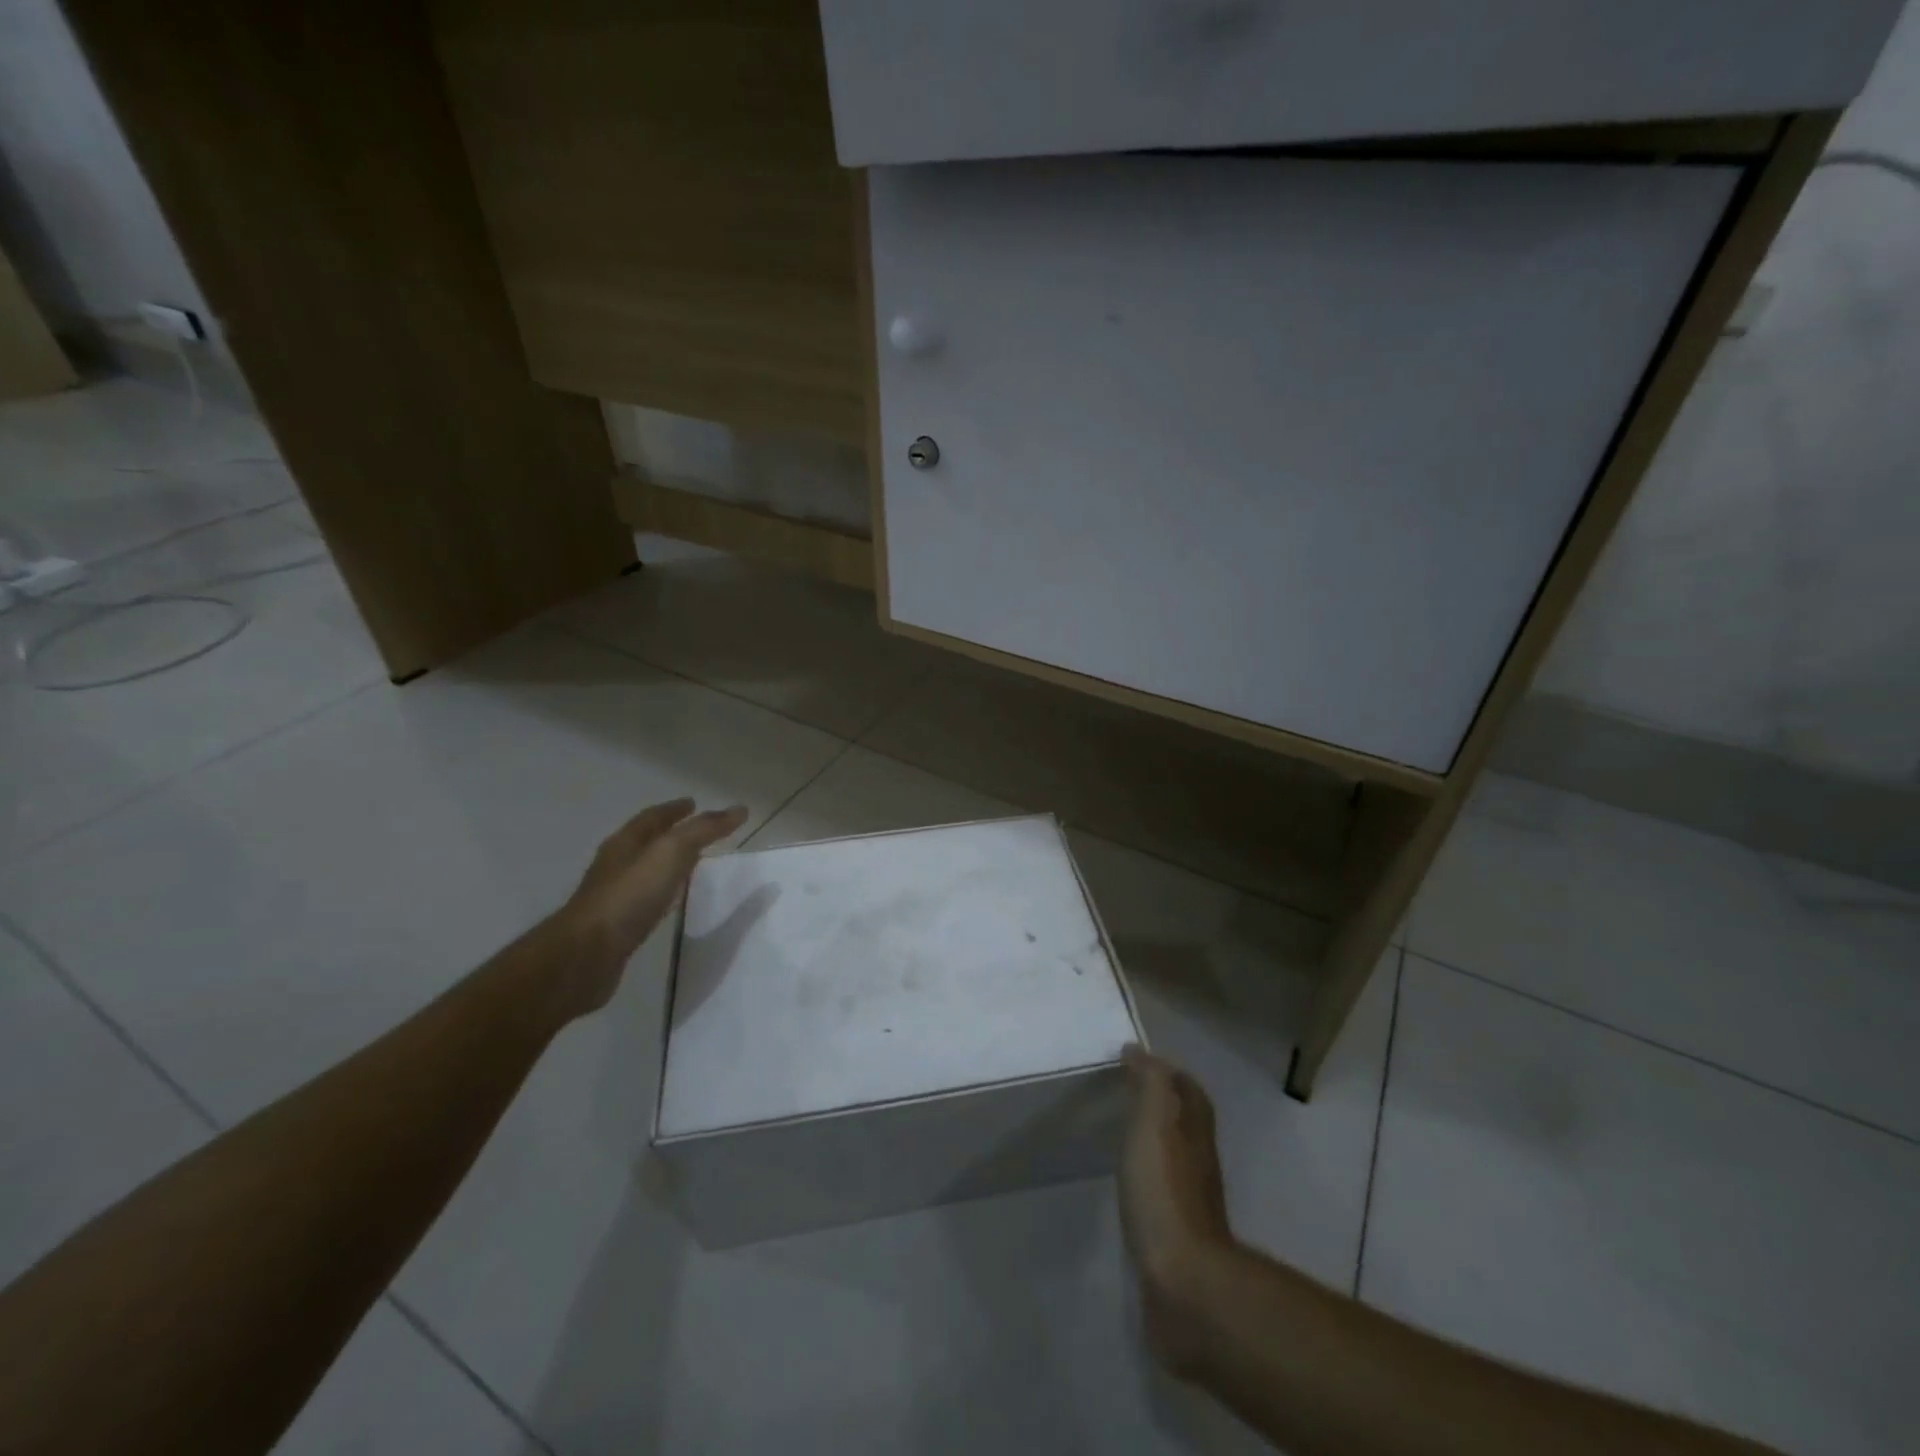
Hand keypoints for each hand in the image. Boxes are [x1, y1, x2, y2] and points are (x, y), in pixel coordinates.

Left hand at [553, 798, 747, 1016]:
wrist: (587, 955)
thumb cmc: (629, 896)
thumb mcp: (671, 853)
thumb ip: (704, 830)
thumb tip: (739, 809)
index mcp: (625, 843)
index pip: (652, 818)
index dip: (674, 809)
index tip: (694, 803)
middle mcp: (615, 865)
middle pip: (645, 842)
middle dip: (669, 834)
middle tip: (697, 833)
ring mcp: (612, 896)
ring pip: (644, 870)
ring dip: (665, 863)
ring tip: (690, 864)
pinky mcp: (615, 926)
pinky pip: (643, 899)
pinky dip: (661, 891)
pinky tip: (670, 900)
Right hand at [1119, 1044, 1235, 1372]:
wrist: (1183, 1282)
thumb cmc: (1165, 1191)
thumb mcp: (1155, 1122)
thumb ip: (1150, 1083)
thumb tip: (1138, 1051)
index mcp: (1194, 1131)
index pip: (1189, 1091)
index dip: (1169, 1073)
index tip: (1137, 1060)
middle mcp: (1199, 1161)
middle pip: (1186, 1122)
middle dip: (1162, 1105)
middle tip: (1124, 1094)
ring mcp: (1190, 1202)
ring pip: (1174, 1157)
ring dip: (1154, 1142)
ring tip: (1120, 1135)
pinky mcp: (1175, 1236)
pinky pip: (1160, 1191)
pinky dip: (1146, 1177)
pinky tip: (1126, 1183)